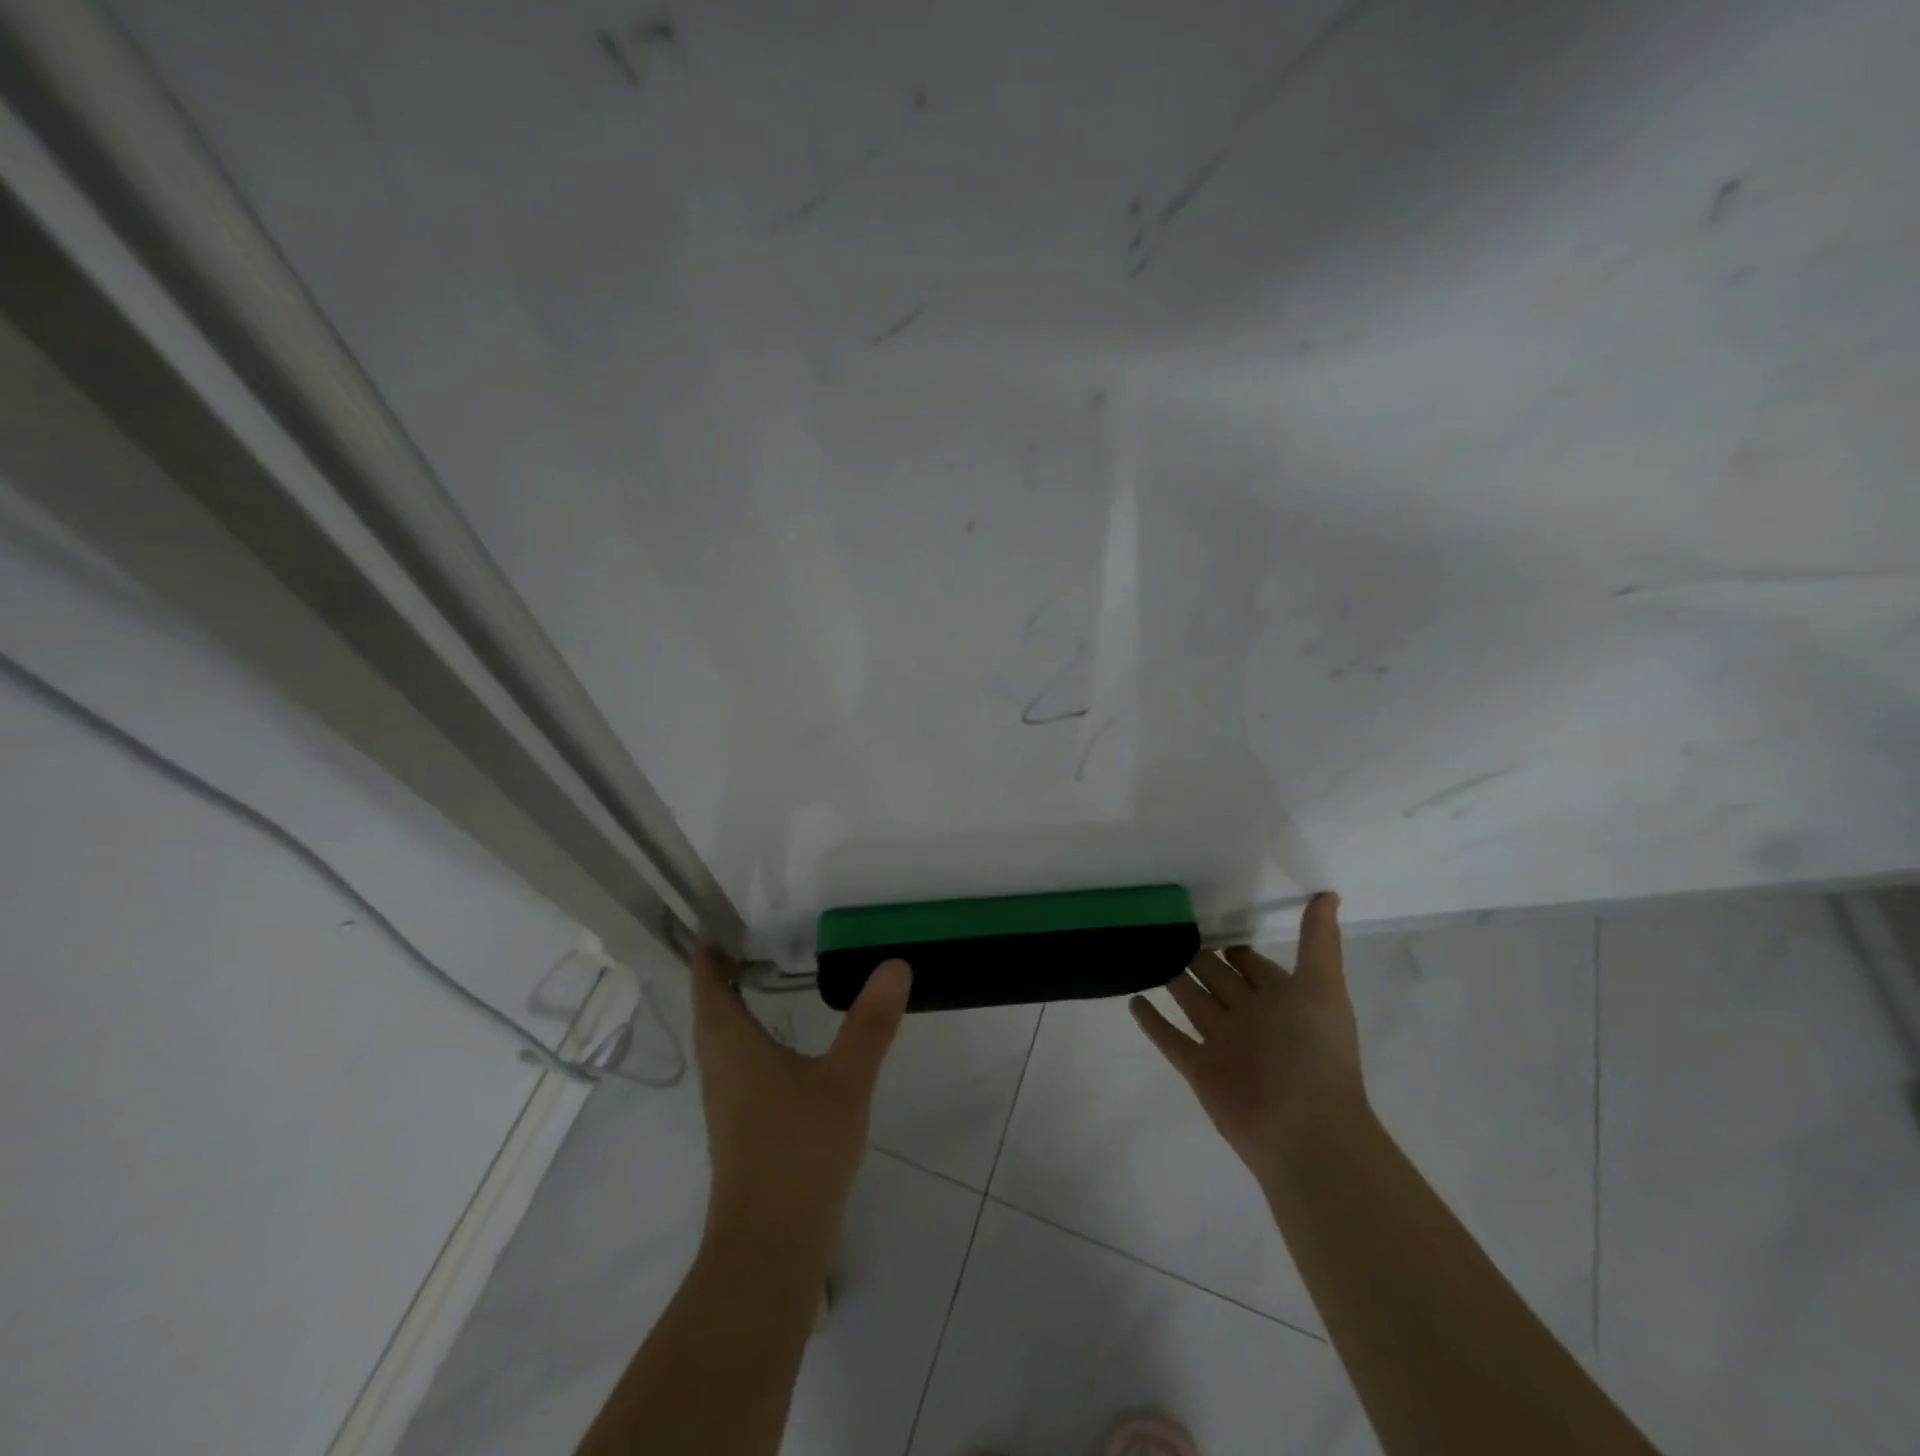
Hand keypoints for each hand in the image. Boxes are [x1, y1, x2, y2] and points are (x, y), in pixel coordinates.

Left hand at [689, 947, 910, 1252]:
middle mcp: (722, 1071)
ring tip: (753, 988)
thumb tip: (895, 964)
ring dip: (728, 1014)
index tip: (710, 932)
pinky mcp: (739, 1132)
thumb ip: (870, 1024)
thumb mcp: (845, 1082)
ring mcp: (726, 1106)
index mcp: (734, 1048)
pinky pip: (734, 1070)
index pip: (709, 990)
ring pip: (720, 1046)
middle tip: (738, 949)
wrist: (769, 1250)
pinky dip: (745, 1044)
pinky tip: (774, 1054)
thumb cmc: (799, 1153)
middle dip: (716, 982)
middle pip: (709, 1016)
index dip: (706, 960)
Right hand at [1130, 893, 1367, 1187]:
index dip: (1232, 943)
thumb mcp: (1321, 987)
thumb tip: (1327, 893)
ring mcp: (1223, 1044)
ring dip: (1171, 981)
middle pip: (1217, 979)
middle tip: (1163, 926)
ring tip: (1143, 951)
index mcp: (1280, 999)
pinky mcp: (1200, 1069)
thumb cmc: (1315, 1052)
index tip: (1205, 912)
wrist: (1305, 1131)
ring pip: (1192, 1003)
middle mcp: (1250, 1018)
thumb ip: (1318, 941)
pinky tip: (1132, 999)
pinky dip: (1152, 1021)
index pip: (1251, 963)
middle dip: (1196, 955)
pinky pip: (1171, 1039)